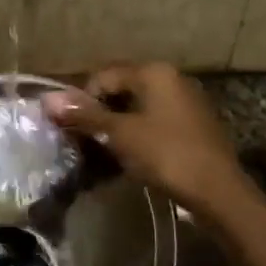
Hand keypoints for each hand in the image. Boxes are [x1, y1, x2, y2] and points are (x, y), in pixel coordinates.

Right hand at [43, 63, 253, 223]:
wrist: (219, 192)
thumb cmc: (166, 155)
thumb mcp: (120, 134)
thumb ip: (85, 115)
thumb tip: (46, 99)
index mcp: (153, 72)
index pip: (103, 76)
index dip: (82, 101)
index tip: (73, 129)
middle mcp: (171, 78)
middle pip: (121, 89)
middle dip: (100, 113)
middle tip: (85, 142)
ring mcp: (186, 101)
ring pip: (138, 106)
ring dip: (118, 126)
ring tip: (105, 152)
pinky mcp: (193, 124)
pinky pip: (155, 121)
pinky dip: (138, 134)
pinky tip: (132, 157)